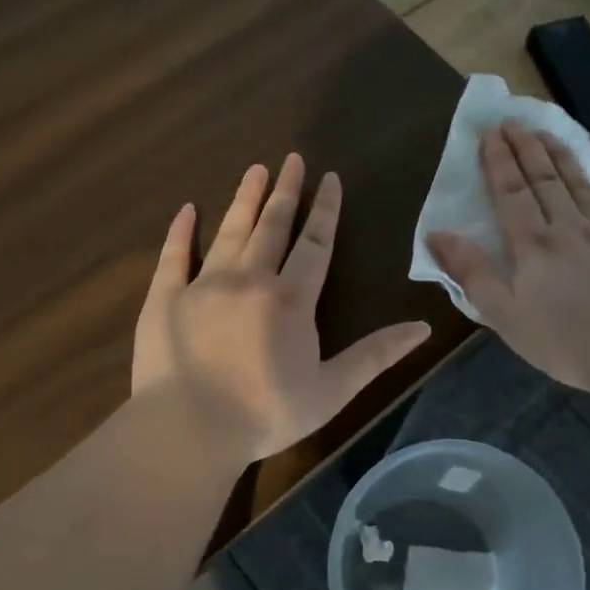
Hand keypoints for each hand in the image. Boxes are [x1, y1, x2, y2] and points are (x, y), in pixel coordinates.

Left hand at [133, 154, 432, 465]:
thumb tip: (424, 326)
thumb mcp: (333, 390)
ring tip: (255, 169)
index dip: (325, 211)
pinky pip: (173, 255)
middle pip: (273, 227)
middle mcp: (249, 279)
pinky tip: (187, 209)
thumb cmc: (267, 414)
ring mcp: (203, 285)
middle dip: (286, 191)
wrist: (190, 430)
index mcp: (291, 299)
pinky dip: (180, 231)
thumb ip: (376, 355)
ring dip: (244, 199)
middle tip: (292, 159)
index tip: (329, 178)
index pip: (315, 244)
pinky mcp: (165, 297)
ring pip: (229, 232)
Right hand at [426, 125, 589, 392]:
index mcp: (533, 244)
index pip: (511, 191)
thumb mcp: (504, 315)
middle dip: (526, 147)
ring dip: (559, 155)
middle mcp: (569, 227)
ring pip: (579, 183)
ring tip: (546, 133)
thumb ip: (472, 272)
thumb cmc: (564, 341)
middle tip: (513, 120)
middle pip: (544, 178)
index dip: (499, 160)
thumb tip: (437, 234)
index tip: (490, 132)